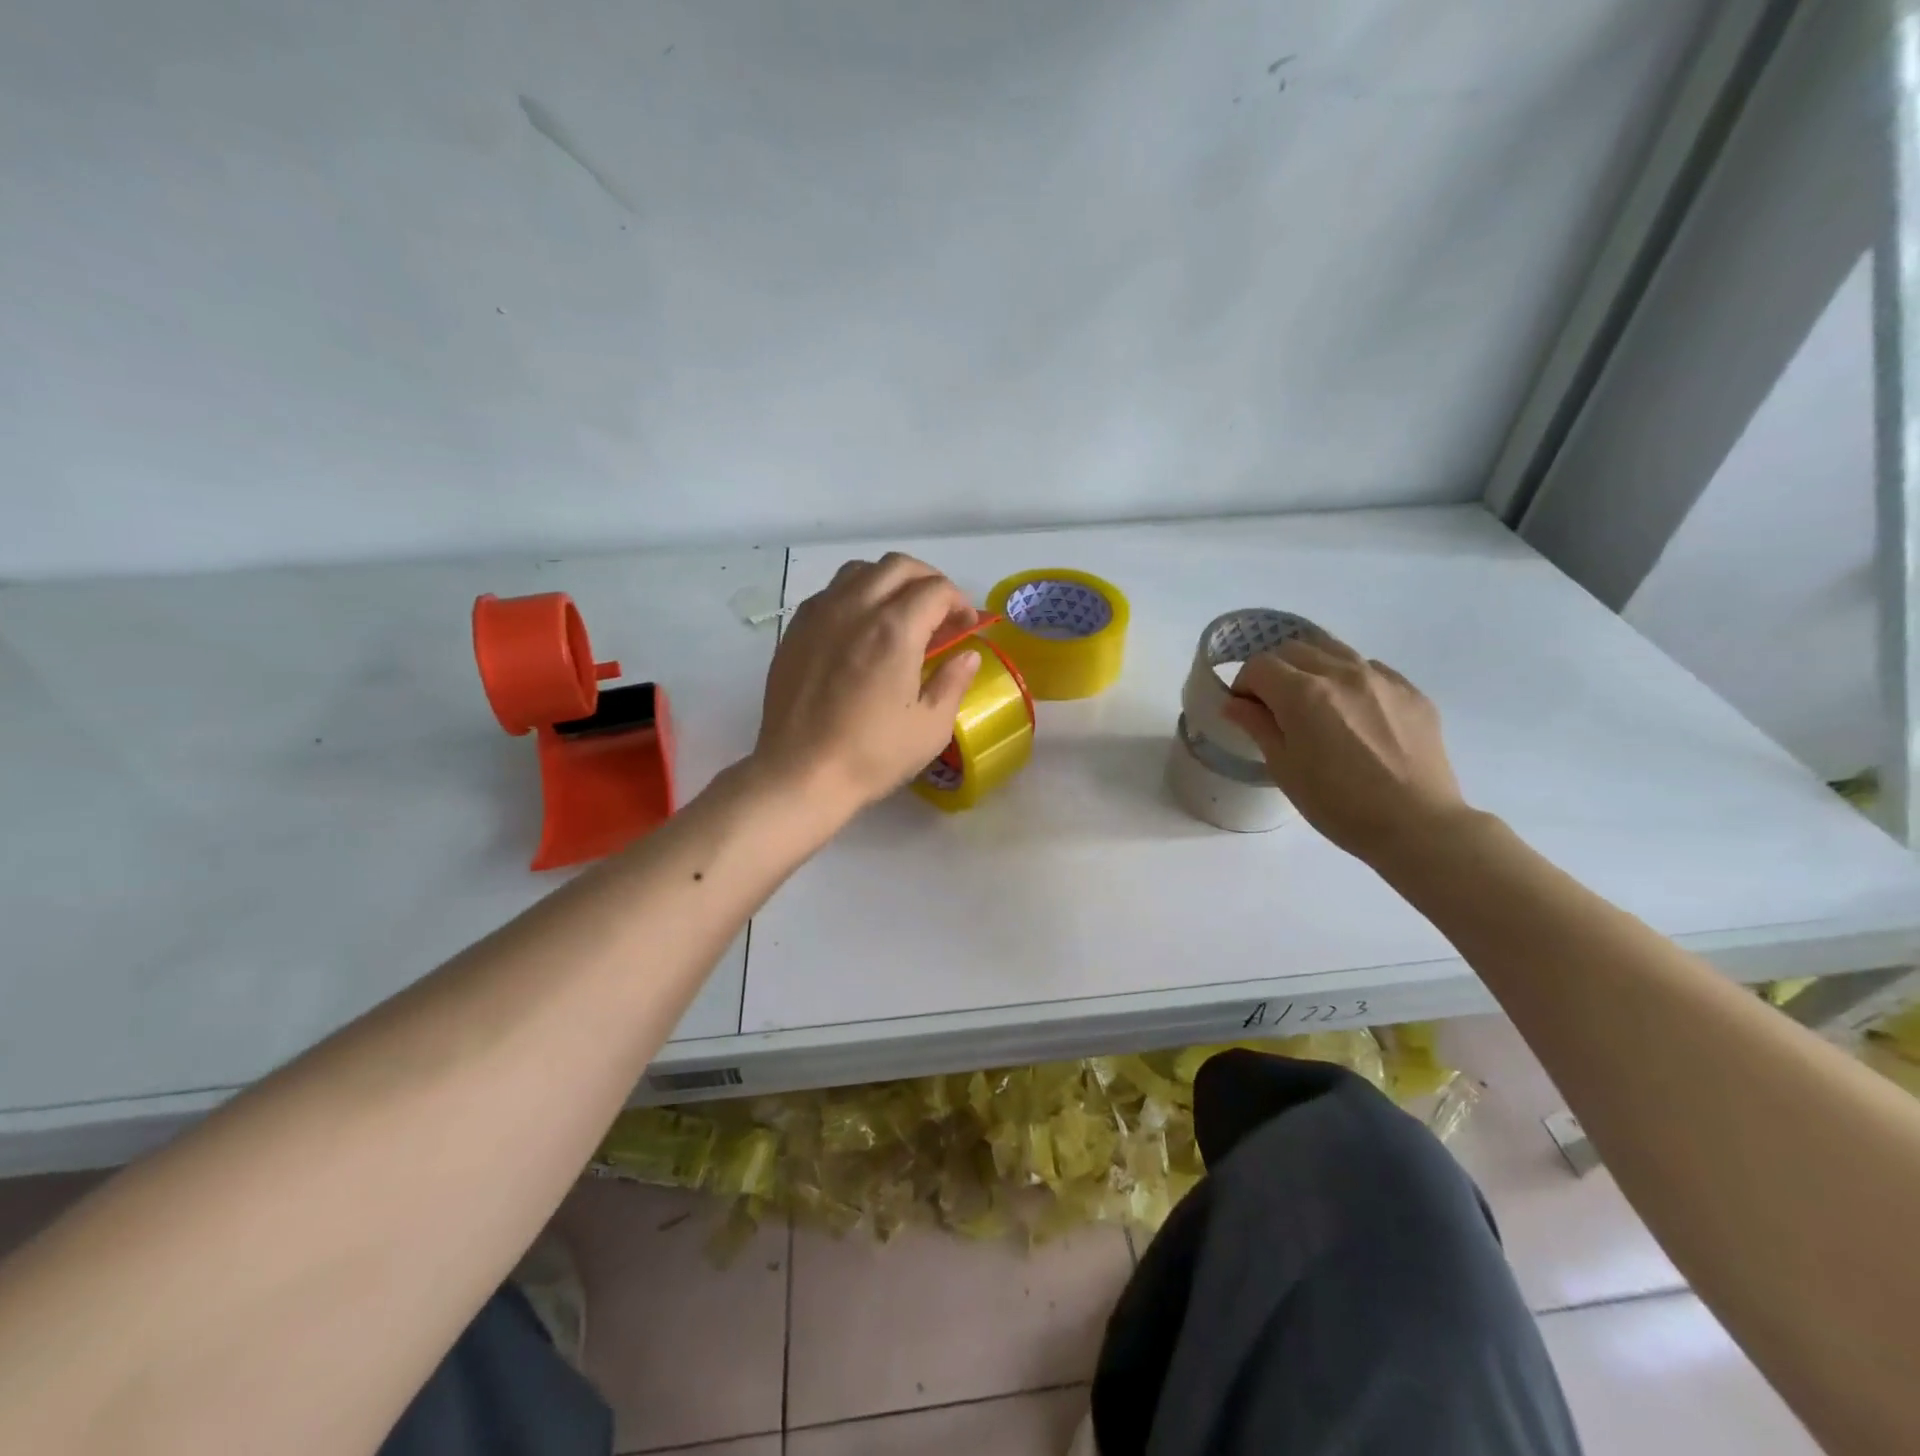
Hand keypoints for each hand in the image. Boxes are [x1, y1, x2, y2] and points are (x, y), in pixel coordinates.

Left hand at [753, 554, 981, 819]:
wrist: (800, 774)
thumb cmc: (871, 755)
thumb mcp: (930, 727)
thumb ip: (953, 682)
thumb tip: (967, 655)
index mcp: (894, 630)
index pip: (936, 589)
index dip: (960, 602)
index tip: (966, 627)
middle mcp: (855, 609)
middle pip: (898, 566)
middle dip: (928, 581)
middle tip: (940, 613)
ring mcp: (819, 615)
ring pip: (859, 571)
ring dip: (889, 581)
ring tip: (899, 613)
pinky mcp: (795, 630)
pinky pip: (829, 593)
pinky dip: (854, 596)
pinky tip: (859, 629)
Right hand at [1220, 632, 1467, 862]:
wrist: (1416, 824)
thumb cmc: (1337, 804)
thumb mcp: (1284, 768)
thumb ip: (1257, 726)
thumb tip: (1235, 704)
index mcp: (1303, 693)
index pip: (1260, 665)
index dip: (1245, 685)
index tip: (1246, 710)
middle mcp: (1341, 673)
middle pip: (1294, 649)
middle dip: (1275, 671)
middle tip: (1274, 705)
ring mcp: (1381, 678)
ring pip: (1333, 650)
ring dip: (1312, 667)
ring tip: (1314, 702)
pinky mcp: (1410, 691)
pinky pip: (1369, 668)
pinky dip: (1349, 679)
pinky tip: (1354, 713)